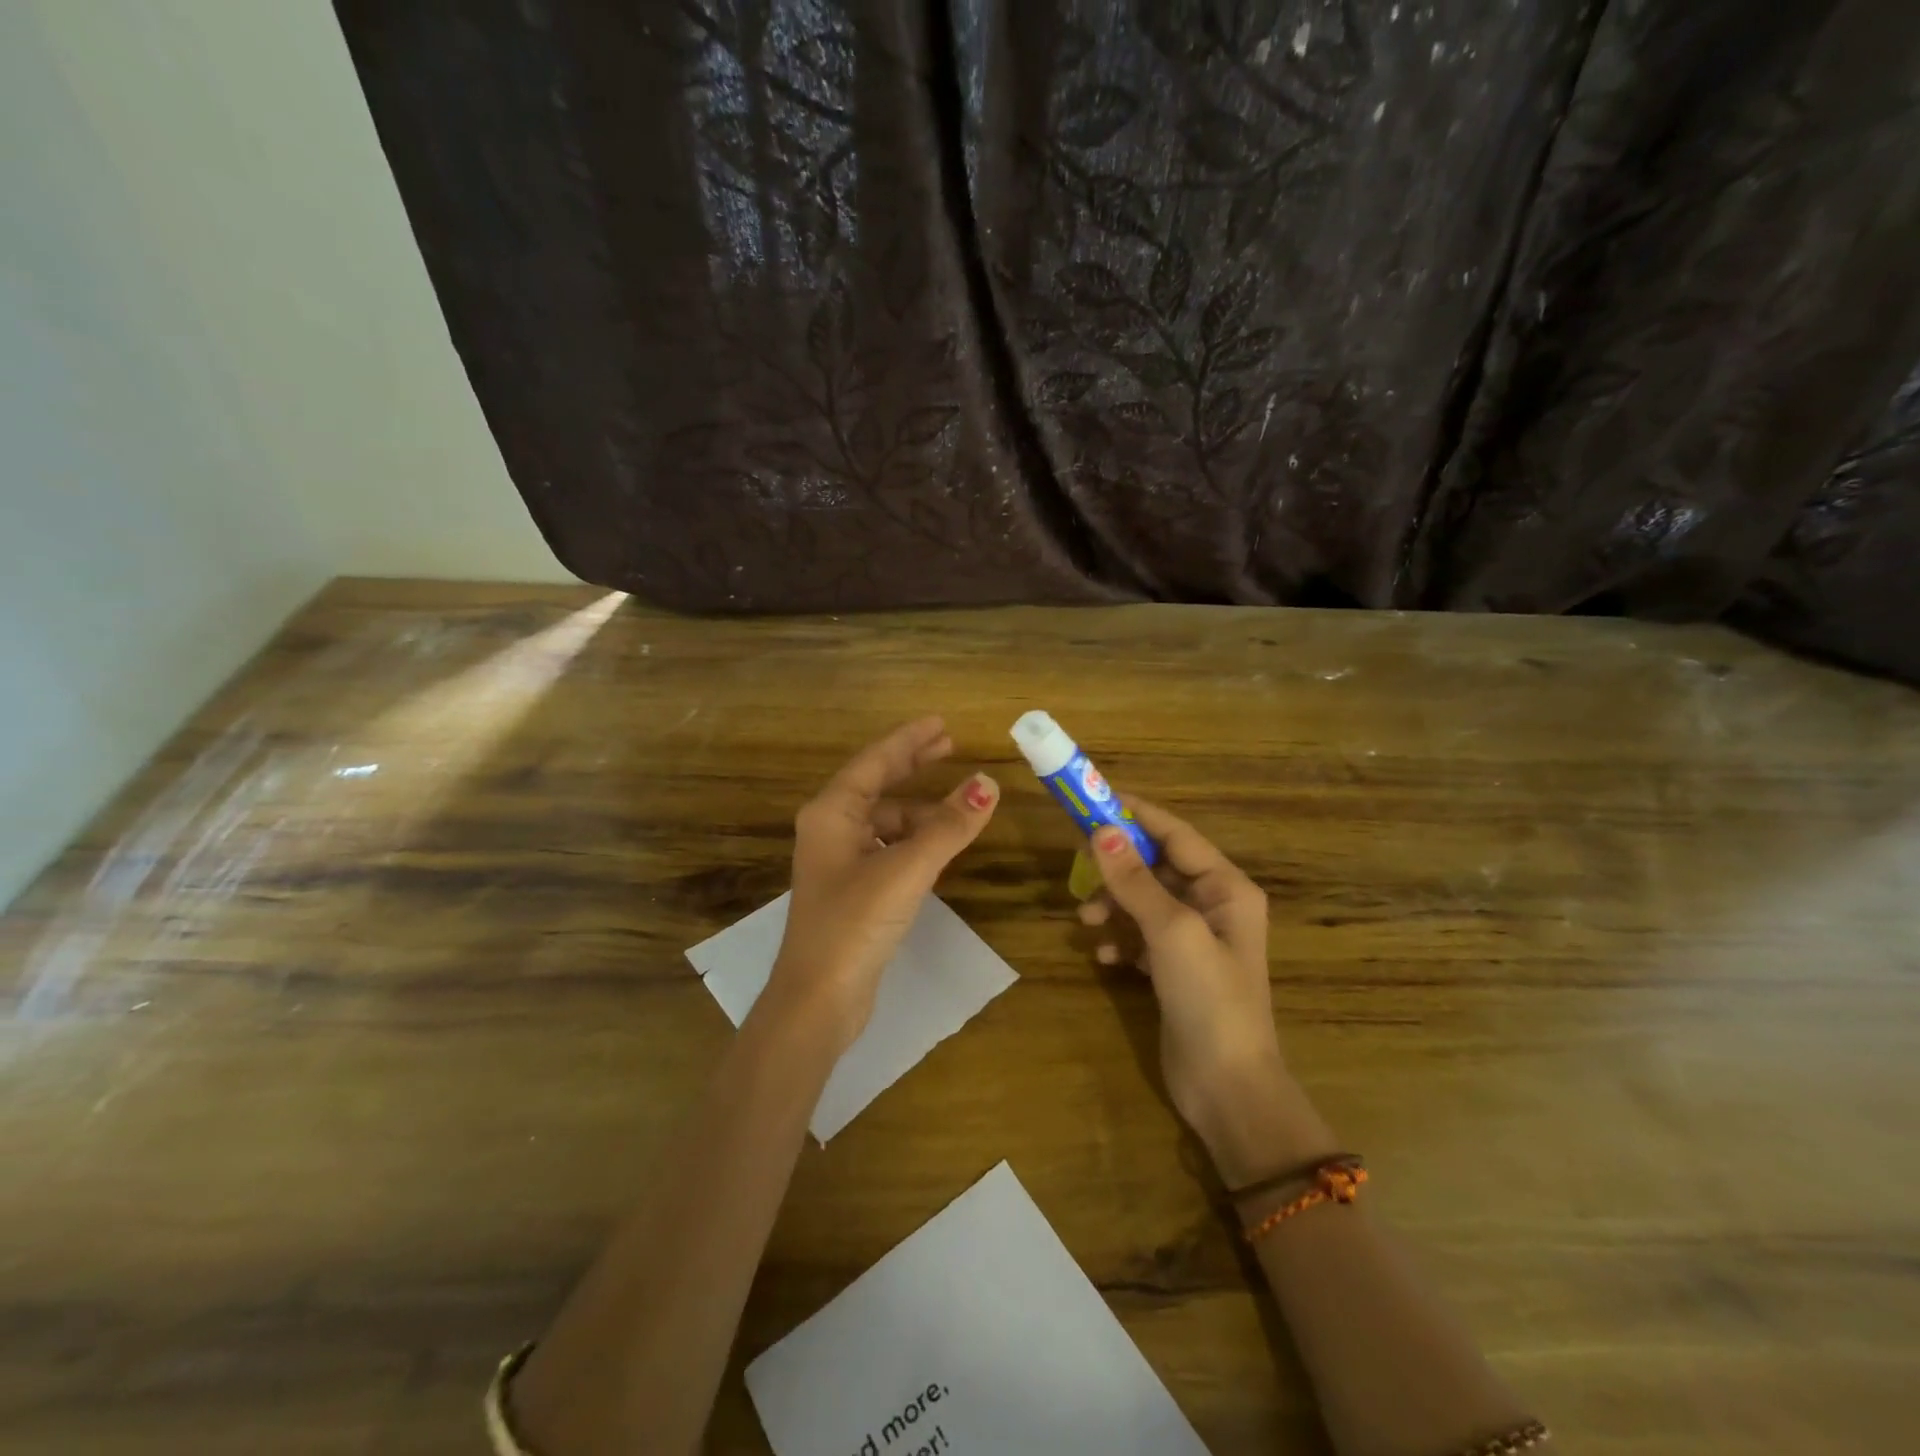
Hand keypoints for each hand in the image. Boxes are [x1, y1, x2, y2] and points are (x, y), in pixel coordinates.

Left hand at [765, 717, 997, 1055]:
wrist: (818, 1000)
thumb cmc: (854, 923)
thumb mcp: (906, 869)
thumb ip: (949, 826)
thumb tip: (988, 783)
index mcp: (832, 813)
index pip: (875, 761)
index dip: (909, 740)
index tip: (941, 723)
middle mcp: (831, 829)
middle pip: (877, 786)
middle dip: (913, 766)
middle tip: (950, 746)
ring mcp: (839, 862)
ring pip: (886, 822)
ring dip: (920, 813)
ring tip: (959, 812)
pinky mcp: (852, 891)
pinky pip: (888, 849)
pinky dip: (914, 842)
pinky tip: (938, 849)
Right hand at [1081, 799, 1335, 1182]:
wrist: (1227, 1087)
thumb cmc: (1210, 999)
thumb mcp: (1172, 931)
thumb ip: (1135, 880)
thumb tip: (1102, 831)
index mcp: (1226, 887)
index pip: (1175, 834)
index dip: (1135, 814)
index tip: (1093, 801)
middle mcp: (1213, 905)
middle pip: (1156, 867)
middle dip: (1118, 868)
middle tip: (1077, 865)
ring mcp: (1195, 939)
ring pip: (1144, 901)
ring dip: (1114, 906)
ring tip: (1086, 922)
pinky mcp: (1176, 968)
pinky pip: (1141, 936)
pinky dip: (1121, 939)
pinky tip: (1106, 957)